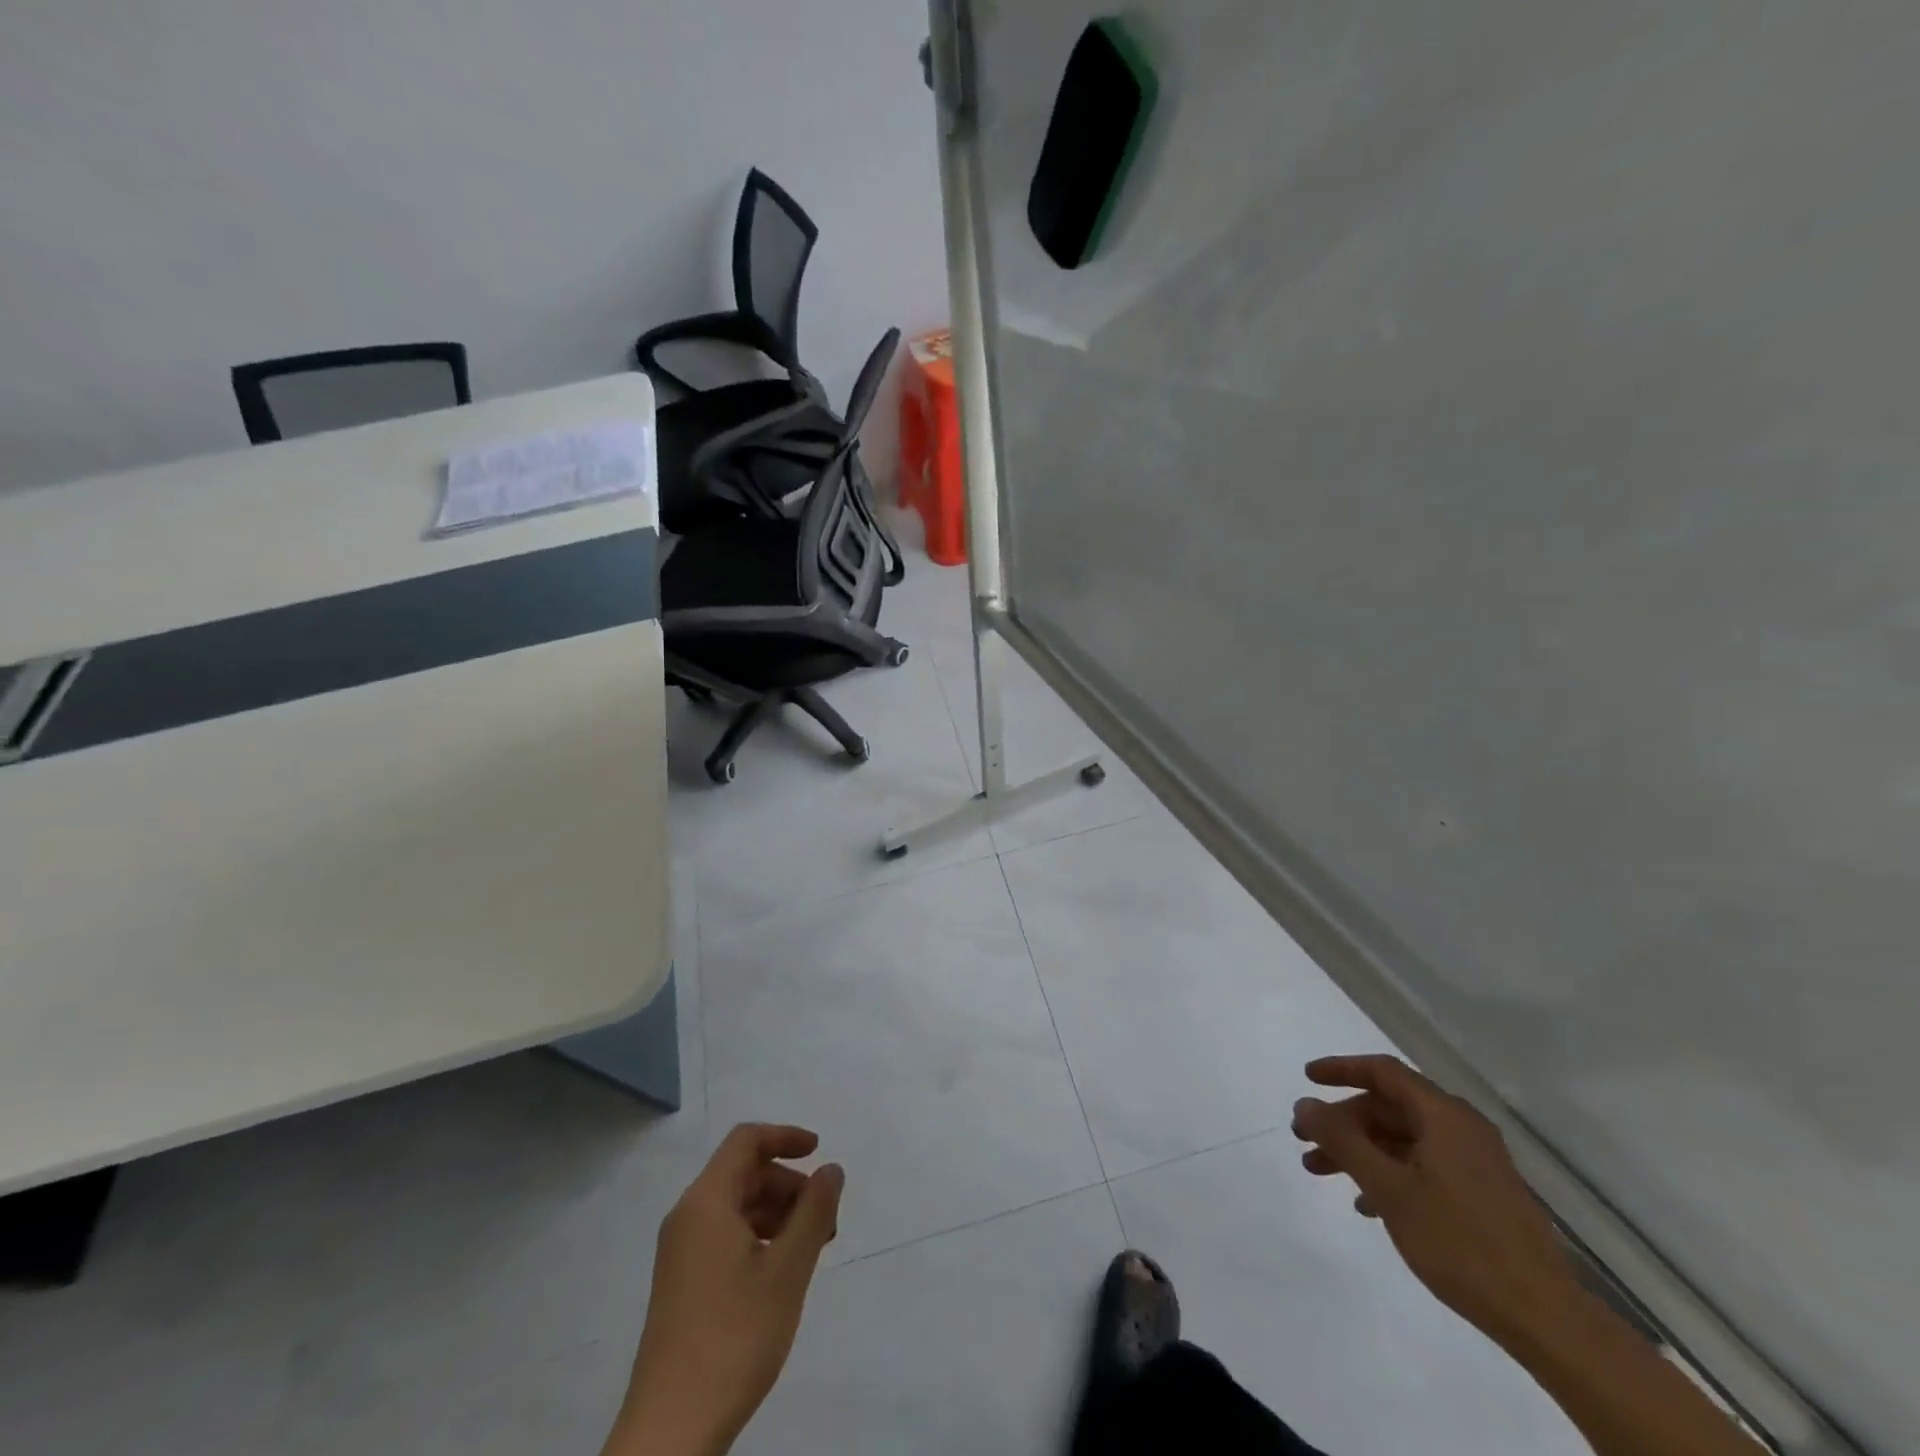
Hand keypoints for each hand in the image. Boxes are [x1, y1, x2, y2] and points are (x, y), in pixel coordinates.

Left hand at [608, 1124, 844, 1455]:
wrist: (671, 1431)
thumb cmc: (734, 1337)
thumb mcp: (788, 1270)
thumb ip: (814, 1211)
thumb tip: (831, 1169)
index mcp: (706, 1202)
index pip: (746, 1141)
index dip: (785, 1137)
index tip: (819, 1152)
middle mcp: (688, 1217)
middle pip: (744, 1173)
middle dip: (789, 1184)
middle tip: (826, 1219)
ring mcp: (681, 1253)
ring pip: (737, 1207)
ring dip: (778, 1213)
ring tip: (812, 1249)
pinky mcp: (682, 1284)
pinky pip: (726, 1236)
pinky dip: (759, 1237)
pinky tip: (782, 1271)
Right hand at [1292, 1054, 1577, 1347]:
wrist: (1544, 1317)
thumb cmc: (1459, 1242)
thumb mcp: (1388, 1188)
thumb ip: (1342, 1141)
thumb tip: (1305, 1104)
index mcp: (1444, 1116)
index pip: (1383, 1072)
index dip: (1341, 1069)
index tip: (1306, 1079)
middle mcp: (1462, 1128)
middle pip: (1390, 1107)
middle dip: (1344, 1121)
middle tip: (1305, 1139)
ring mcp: (1475, 1162)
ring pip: (1403, 1139)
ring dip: (1361, 1150)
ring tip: (1322, 1172)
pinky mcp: (1482, 1194)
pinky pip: (1423, 1165)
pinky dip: (1389, 1173)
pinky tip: (1367, 1204)